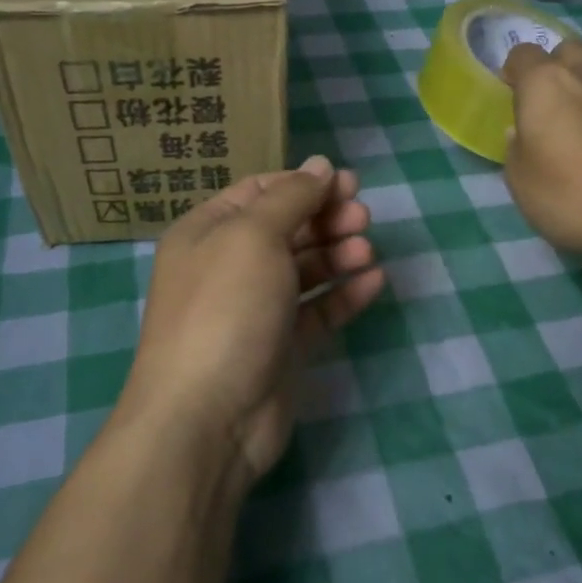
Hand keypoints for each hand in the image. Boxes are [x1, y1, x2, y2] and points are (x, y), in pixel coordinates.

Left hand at [120, 155, 386, 481]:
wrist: (207, 418)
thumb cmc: (225, 309)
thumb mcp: (254, 236)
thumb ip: (291, 197)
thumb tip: (320, 164)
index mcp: (208, 232)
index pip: (260, 192)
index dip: (304, 184)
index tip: (348, 183)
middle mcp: (229, 266)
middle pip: (286, 229)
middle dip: (326, 218)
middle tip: (362, 218)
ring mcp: (255, 309)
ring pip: (304, 269)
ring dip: (338, 254)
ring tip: (367, 252)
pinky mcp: (281, 347)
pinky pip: (317, 310)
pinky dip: (344, 294)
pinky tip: (374, 282)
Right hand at [501, 40, 581, 267]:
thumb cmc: (569, 198)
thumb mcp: (520, 181)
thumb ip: (517, 147)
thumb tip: (523, 132)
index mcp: (546, 86)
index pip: (523, 53)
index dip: (515, 70)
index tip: (513, 94)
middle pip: (569, 51)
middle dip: (556, 68)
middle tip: (551, 105)